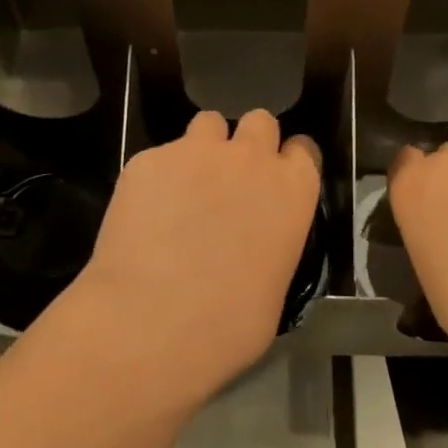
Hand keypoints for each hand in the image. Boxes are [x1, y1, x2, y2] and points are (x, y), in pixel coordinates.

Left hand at [68, 109, 319, 406]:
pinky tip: (144, 213)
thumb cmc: (228, 325)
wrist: (151, 322)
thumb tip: (255, 247)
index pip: (303, 150)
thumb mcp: (275, 287)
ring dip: (204, 148)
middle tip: (231, 178)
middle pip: (260, 122)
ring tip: (185, 186)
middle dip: (249, 142)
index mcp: (292, 189)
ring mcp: (196, 151)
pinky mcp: (149, 159)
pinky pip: (160, 156)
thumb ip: (273, 244)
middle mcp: (250, 157)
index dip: (288, 162)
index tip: (277, 180)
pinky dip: (157, 177)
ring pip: (208, 124)